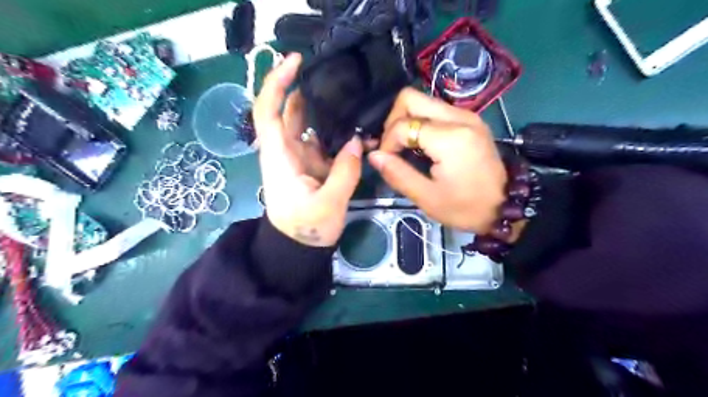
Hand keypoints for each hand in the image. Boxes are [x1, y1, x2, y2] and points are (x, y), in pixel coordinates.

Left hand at [254, 54, 361, 246]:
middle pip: (288, 110)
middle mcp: (286, 150)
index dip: (276, 82)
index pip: (268, 111)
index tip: (296, 61)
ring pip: (307, 123)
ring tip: (349, 94)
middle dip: (305, 87)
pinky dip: (336, 131)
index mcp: (279, 157)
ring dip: (324, 108)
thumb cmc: (306, 229)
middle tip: (334, 73)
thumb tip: (359, 142)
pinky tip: (356, 126)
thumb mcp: (329, 204)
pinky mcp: (312, 163)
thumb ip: (345, 172)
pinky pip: (323, 140)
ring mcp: (300, 156)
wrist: (298, 248)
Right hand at [364, 88, 508, 233]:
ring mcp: (466, 115)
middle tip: (393, 147)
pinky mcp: (470, 119)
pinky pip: (436, 110)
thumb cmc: (466, 207)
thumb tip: (373, 155)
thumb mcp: (427, 197)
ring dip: (406, 120)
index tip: (387, 163)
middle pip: (410, 98)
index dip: (387, 143)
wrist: (505, 206)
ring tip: (404, 147)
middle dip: (393, 121)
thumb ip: (398, 174)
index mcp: (450, 138)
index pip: (403, 125)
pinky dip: (421, 122)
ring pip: (423, 101)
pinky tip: (420, 144)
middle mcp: (459, 117)